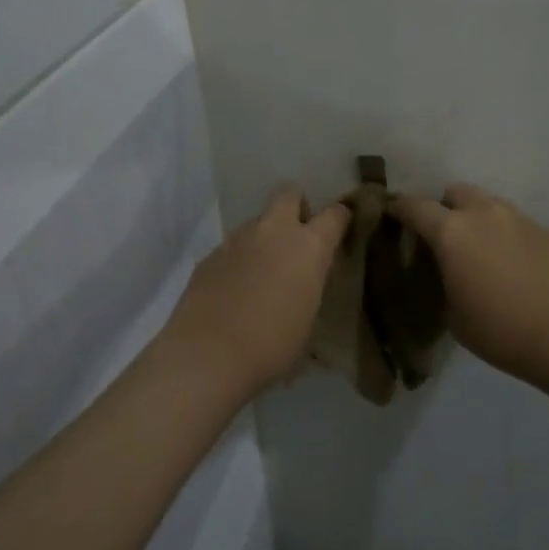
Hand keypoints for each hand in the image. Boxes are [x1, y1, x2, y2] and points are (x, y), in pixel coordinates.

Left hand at [159, 188, 351, 395]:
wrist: (208, 354)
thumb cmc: (273, 345)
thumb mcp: (308, 319)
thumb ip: (310, 288)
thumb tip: (305, 284)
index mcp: (309, 246)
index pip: (335, 214)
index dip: (340, 218)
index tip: (340, 229)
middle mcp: (274, 231)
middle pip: (289, 195)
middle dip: (296, 207)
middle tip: (297, 237)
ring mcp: (238, 240)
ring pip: (257, 221)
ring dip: (264, 237)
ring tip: (262, 271)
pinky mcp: (210, 255)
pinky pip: (232, 247)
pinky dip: (238, 260)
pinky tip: (234, 289)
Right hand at [388, 184, 548, 380]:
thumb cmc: (498, 328)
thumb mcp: (453, 313)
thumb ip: (444, 281)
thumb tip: (449, 273)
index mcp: (451, 232)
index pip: (415, 206)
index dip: (400, 208)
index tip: (392, 213)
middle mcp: (483, 214)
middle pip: (456, 191)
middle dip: (446, 207)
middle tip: (446, 235)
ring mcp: (518, 218)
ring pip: (490, 203)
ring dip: (479, 218)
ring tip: (482, 249)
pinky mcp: (546, 230)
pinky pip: (517, 223)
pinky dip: (508, 235)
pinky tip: (515, 265)